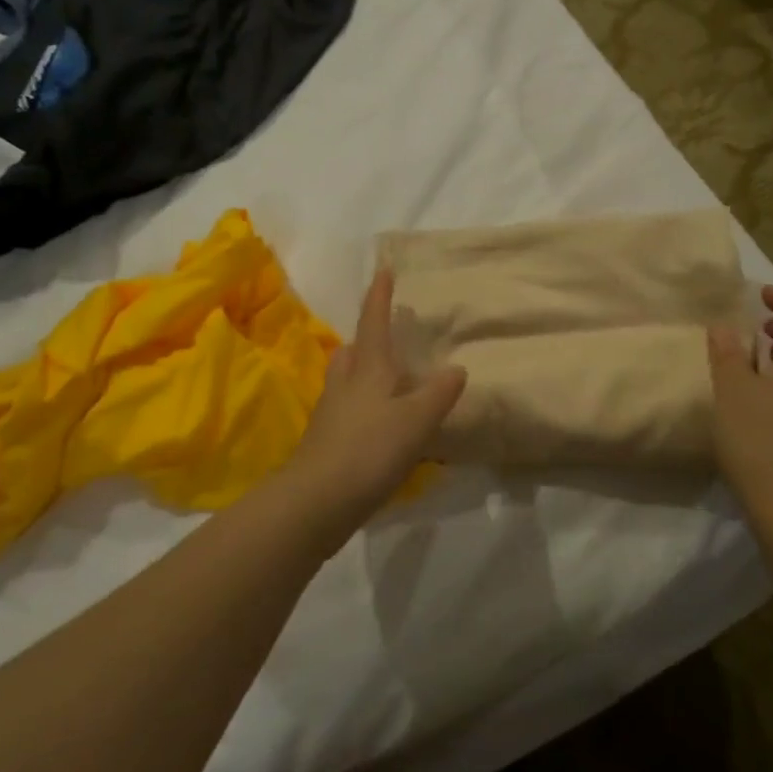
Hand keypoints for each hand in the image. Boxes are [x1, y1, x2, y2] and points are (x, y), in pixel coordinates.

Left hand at [284, 268, 466, 524]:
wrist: (316, 502)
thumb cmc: (369, 450)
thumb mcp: (416, 420)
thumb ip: (438, 393)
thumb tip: (456, 368)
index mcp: (368, 370)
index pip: (374, 323)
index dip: (379, 296)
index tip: (383, 269)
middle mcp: (345, 385)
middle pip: (352, 352)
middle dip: (367, 340)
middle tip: (387, 339)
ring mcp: (331, 415)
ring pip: (346, 382)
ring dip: (363, 375)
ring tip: (388, 382)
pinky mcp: (327, 444)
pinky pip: (347, 413)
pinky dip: (364, 409)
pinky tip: (380, 426)